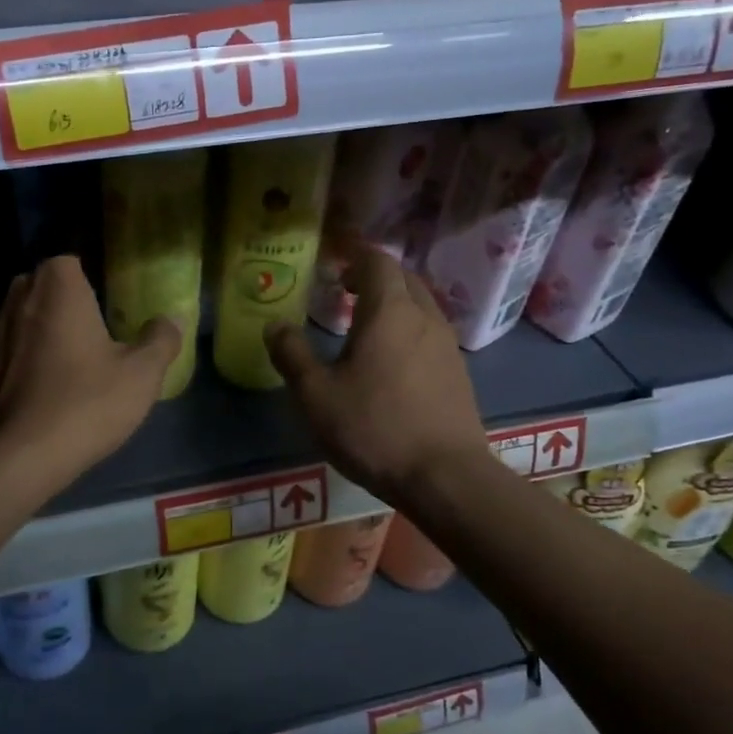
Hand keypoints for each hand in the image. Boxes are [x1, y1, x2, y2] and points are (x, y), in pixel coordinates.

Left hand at [0, 255, 179, 483]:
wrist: (27, 454)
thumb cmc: (89, 401)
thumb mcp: (142, 372)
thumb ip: (161, 339)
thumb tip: (173, 318)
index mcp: (59, 288)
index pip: (69, 259)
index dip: (89, 273)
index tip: (109, 297)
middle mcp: (22, 299)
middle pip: (44, 283)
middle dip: (66, 296)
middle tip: (97, 321)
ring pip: (26, 313)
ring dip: (47, 323)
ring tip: (77, 350)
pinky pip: (16, 344)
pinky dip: (31, 351)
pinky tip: (54, 377)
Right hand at [265, 247, 490, 506]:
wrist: (445, 477)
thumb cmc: (374, 428)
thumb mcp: (316, 395)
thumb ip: (292, 354)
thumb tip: (274, 325)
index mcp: (389, 312)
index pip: (377, 261)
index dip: (354, 256)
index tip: (333, 264)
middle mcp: (424, 317)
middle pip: (403, 278)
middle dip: (373, 277)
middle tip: (344, 292)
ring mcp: (447, 345)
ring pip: (420, 306)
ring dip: (393, 304)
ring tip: (363, 327)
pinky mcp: (458, 373)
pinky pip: (429, 333)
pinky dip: (407, 330)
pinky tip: (390, 361)